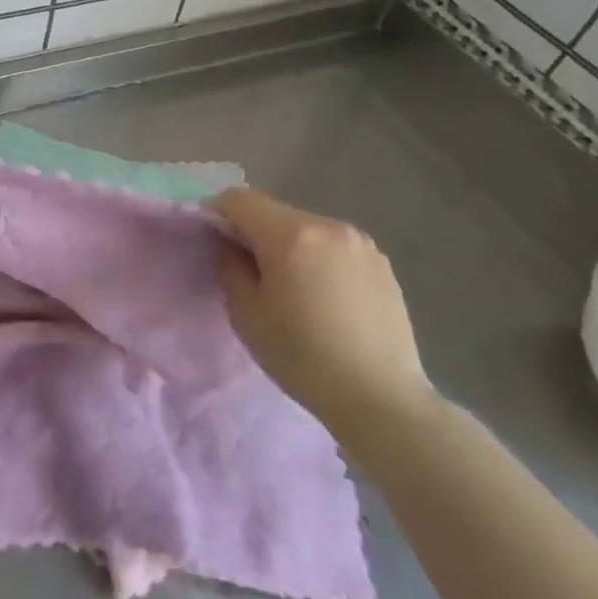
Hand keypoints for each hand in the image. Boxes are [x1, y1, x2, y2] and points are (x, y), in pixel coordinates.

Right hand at [211, 188, 436, 443]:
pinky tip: (325, 299)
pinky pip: (334, 247)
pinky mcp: (381, 263)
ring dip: (288, 245)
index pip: (239, 199)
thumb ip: (229, 264)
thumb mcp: (246, 313)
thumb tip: (229, 242)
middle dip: (254, 232)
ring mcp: (360, 243)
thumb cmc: (302, 357)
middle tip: (251, 273)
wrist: (382, 400)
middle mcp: (328, 225)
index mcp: (291, 234)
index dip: (218, 214)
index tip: (215, 245)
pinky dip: (318, 259)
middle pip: (274, 212)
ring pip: (305, 229)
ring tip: (292, 289)